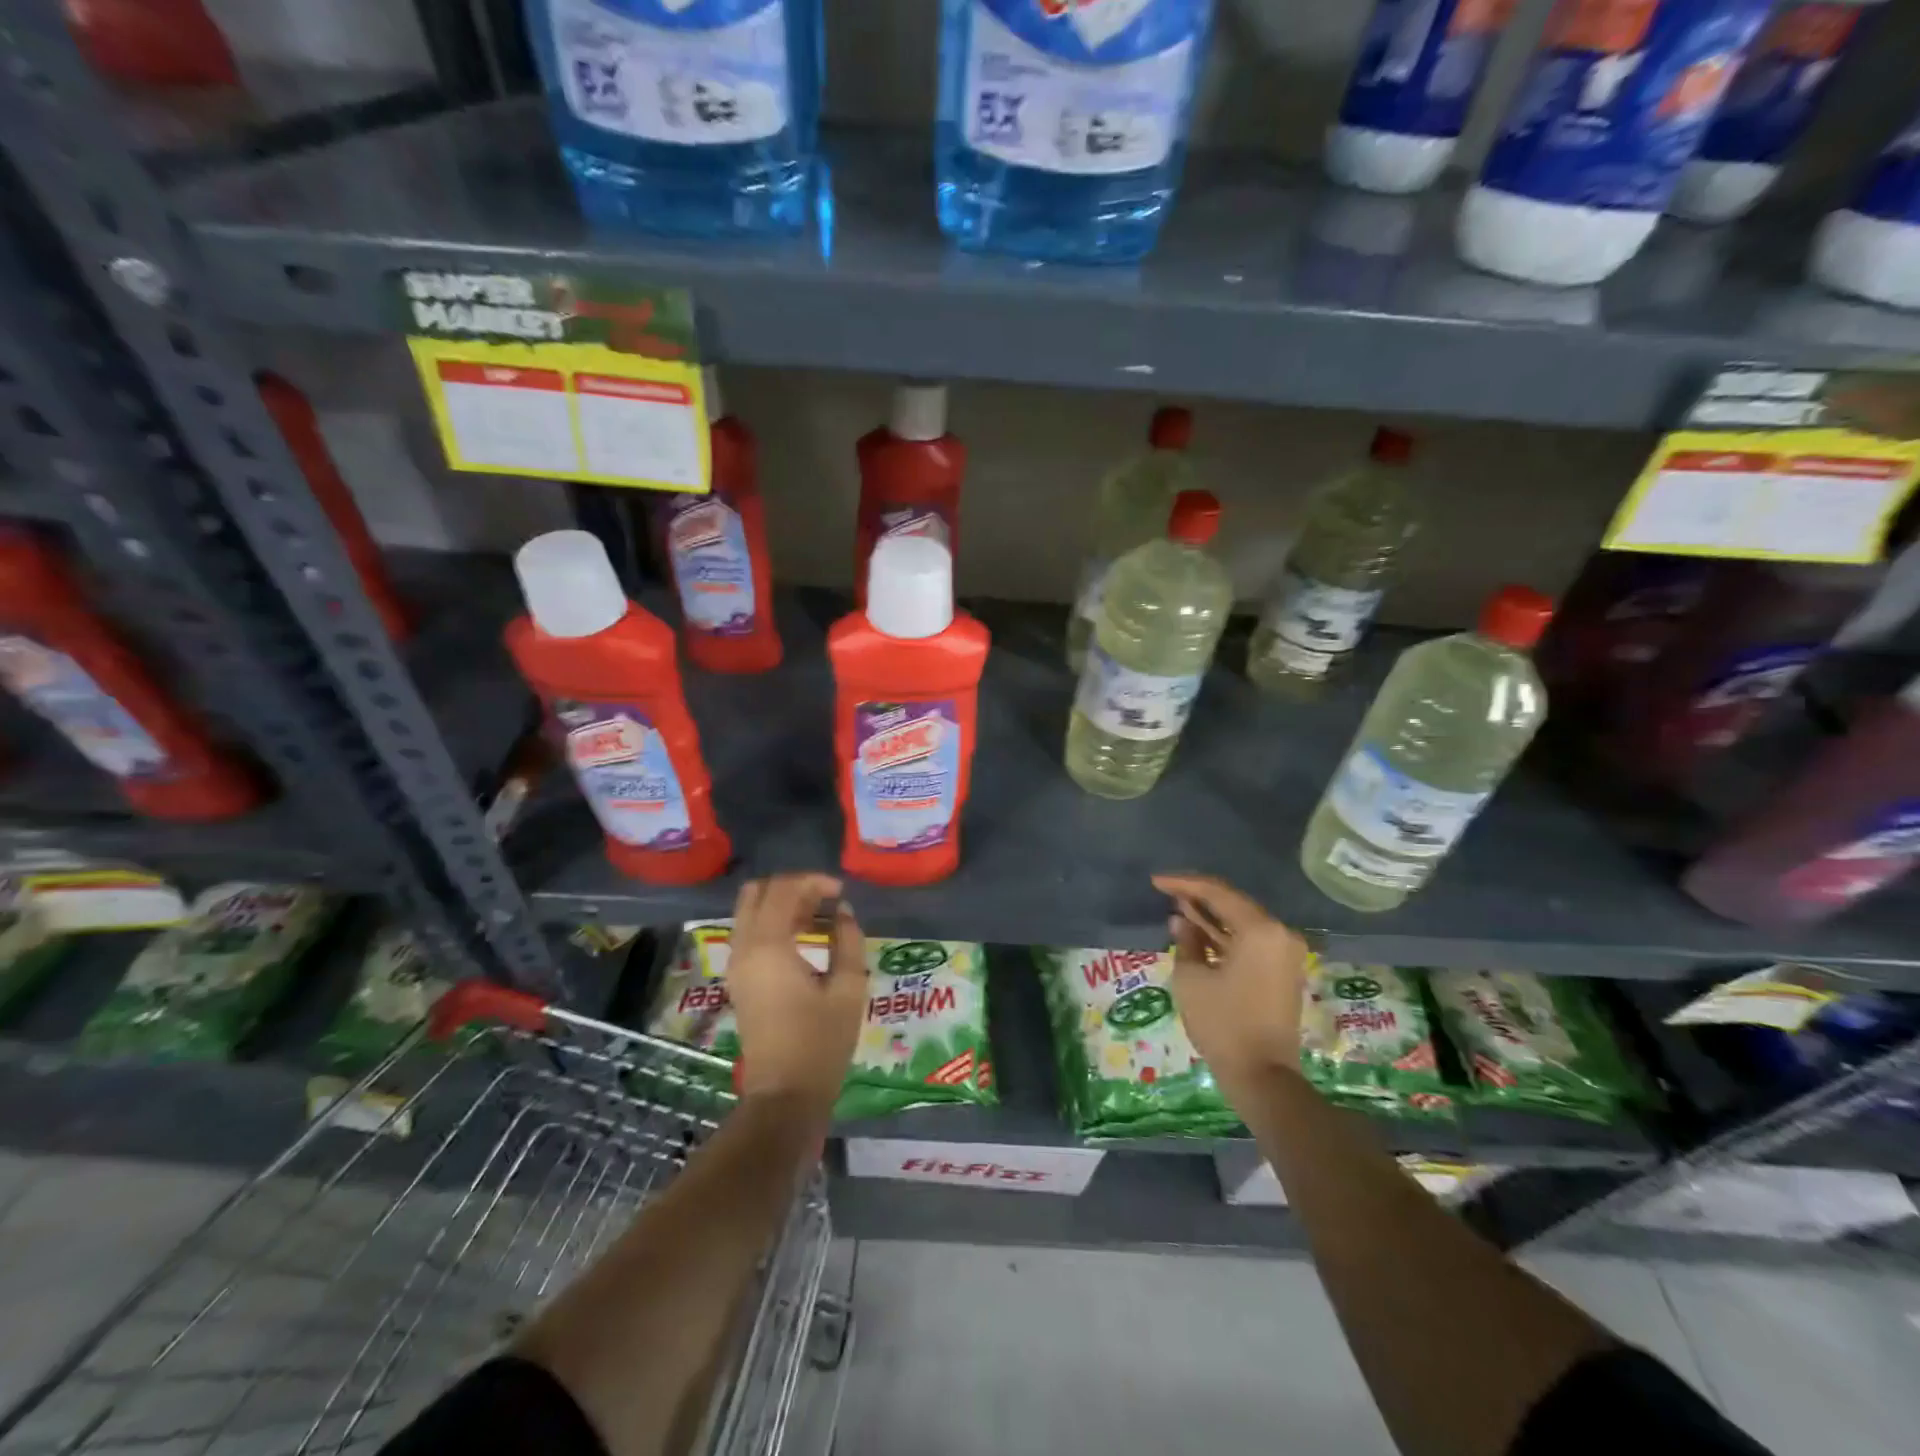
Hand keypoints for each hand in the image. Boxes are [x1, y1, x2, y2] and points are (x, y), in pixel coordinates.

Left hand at [726, 873, 865, 1109]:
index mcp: (768, 947)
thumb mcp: (848, 989)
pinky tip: (804, 937)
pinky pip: (750, 933)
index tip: (841, 892)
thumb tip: (843, 912)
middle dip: (792, 887)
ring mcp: (736, 965)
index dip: (814, 882)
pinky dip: (773, 923)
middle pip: (758, 892)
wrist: (784, 1096)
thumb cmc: (821, 1043)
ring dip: (782, 904)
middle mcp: (744, 948)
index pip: (783, 890)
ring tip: (819, 917)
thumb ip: (848, 940)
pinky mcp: (739, 980)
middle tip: (825, 899)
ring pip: (750, 911)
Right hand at [1153, 873, 1309, 1101]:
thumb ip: (1186, 941)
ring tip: (1178, 909)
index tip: (1156, 882)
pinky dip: (1225, 936)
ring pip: (1242, 922)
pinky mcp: (1282, 971)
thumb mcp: (1192, 978)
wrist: (1262, 1076)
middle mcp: (1280, 934)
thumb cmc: (1222, 1023)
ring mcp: (1285, 954)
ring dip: (1211, 917)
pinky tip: (1198, 933)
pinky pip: (1250, 941)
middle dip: (1199, 897)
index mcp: (1261, 930)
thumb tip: (1182, 921)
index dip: (1184, 883)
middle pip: (1234, 904)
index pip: (1218, 893)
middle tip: (1166, 892)